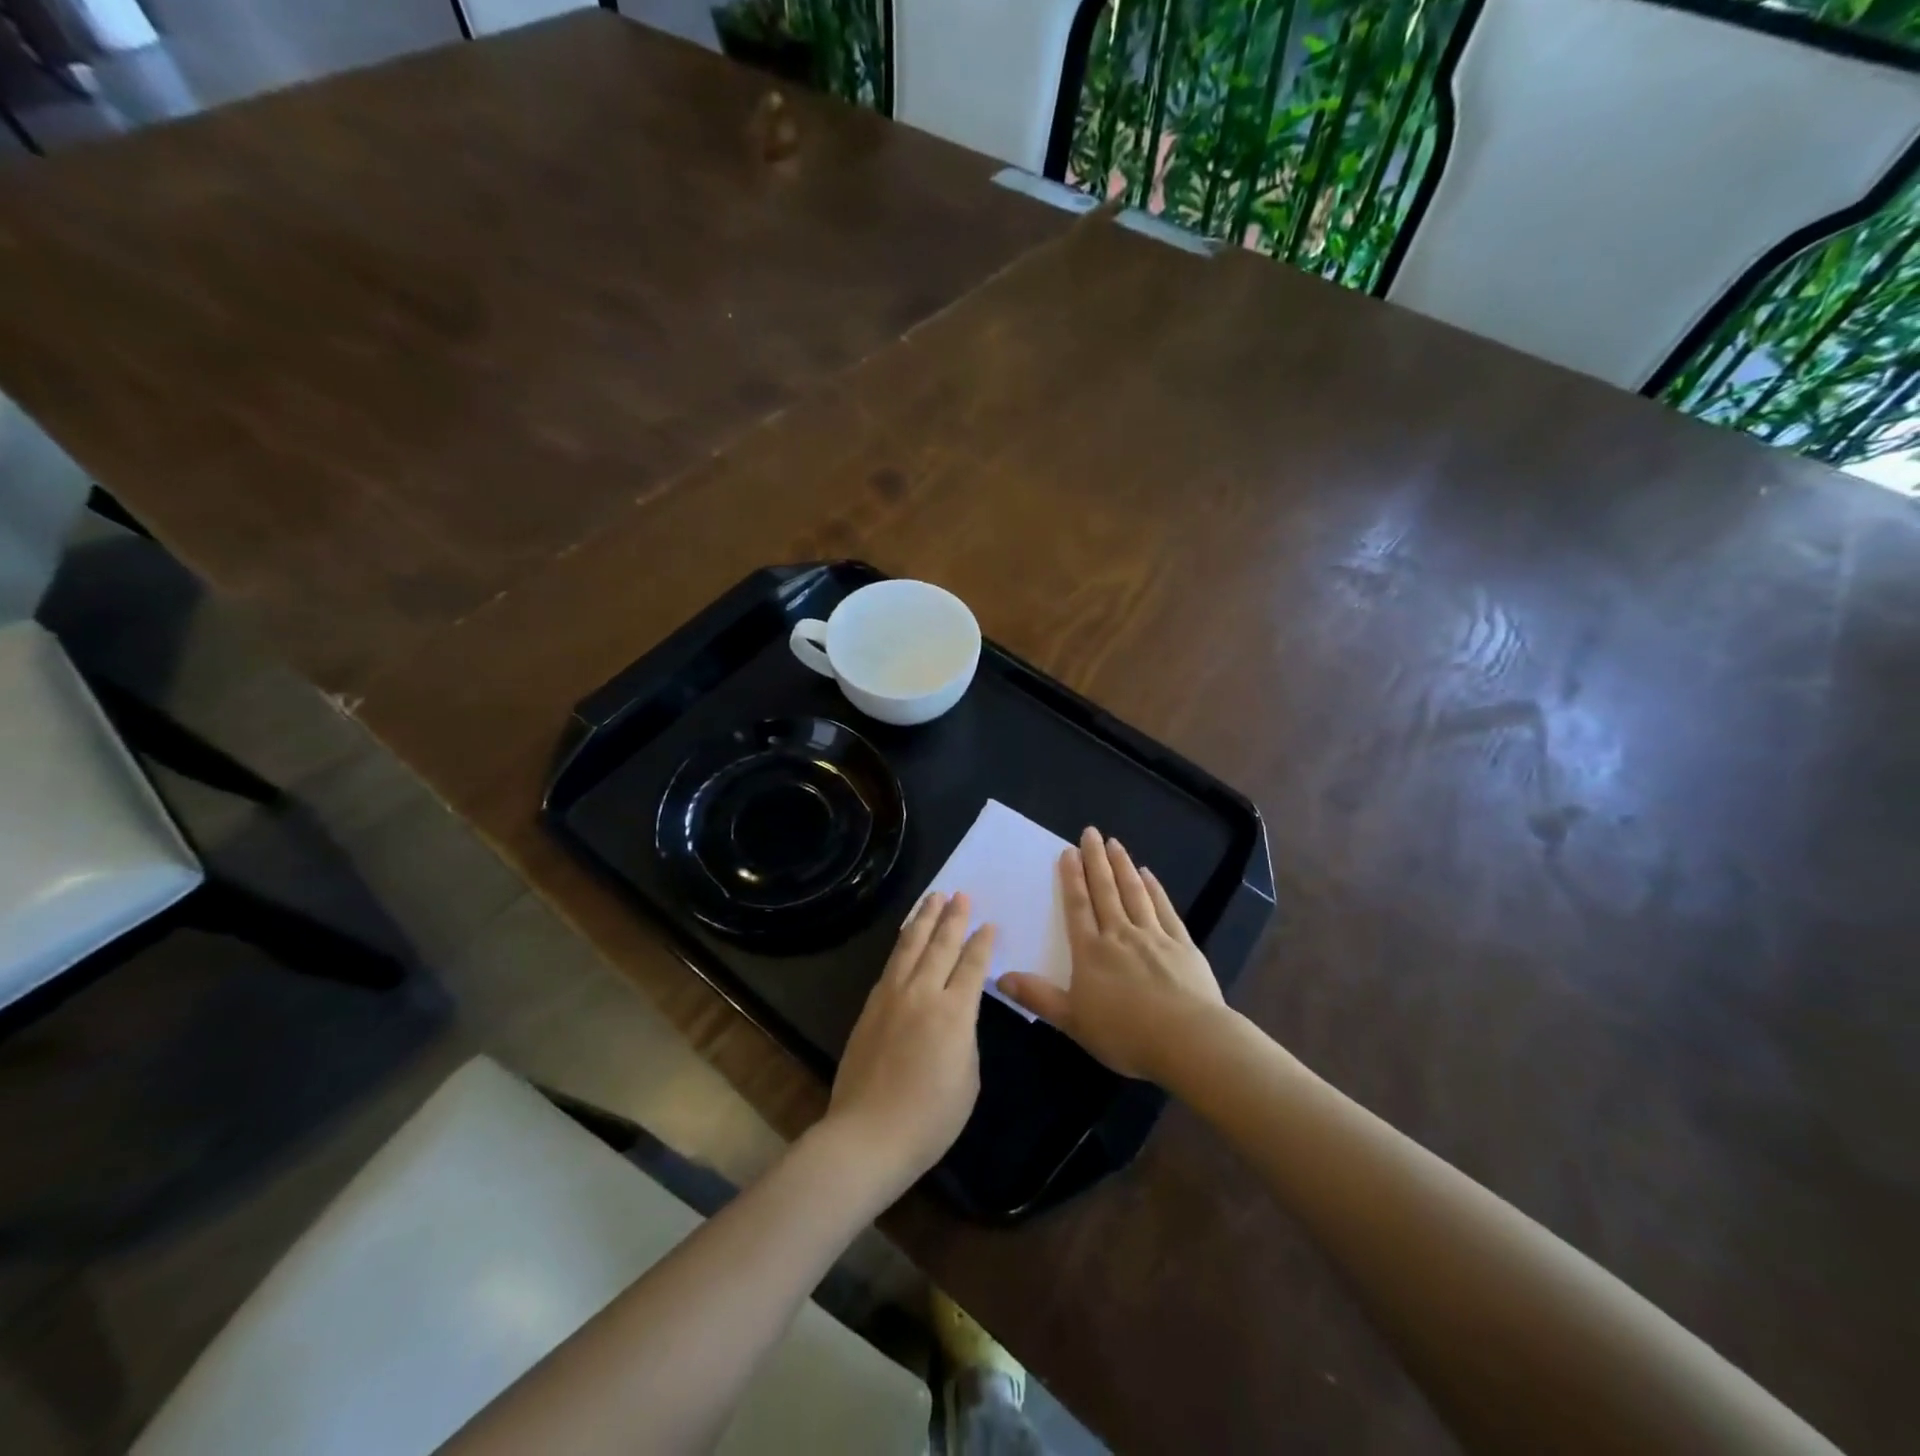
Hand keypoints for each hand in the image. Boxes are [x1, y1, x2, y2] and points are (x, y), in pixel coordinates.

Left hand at [823, 892, 992, 1195]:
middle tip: (961, 894)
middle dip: (953, 917)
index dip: (982, 943)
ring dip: (924, 919)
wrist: (868, 1134)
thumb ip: (965, 1037)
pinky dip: (902, 942)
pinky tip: (906, 935)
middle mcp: (923, 994)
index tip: (989, 924)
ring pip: (910, 946)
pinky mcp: (871, 1005)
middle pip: (940, 945)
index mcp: (954, 1013)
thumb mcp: (968, 1079)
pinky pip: (891, 963)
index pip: (972, 966)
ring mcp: (892, 996)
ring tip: (933, 897)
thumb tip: (955, 1015)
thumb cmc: (930, 1118)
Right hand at [1000, 828, 1223, 1080]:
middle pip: (1106, 891)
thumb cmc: (1126, 1034)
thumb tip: (1000, 977)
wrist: (1188, 1041)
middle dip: (1096, 860)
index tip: (1068, 852)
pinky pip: (1164, 909)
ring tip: (1116, 844)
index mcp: (1092, 952)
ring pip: (1135, 893)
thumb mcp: (1073, 1021)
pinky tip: (1149, 875)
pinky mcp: (1183, 945)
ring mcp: (1154, 937)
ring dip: (1123, 866)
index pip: (1078, 907)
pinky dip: (1155, 889)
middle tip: (1091, 832)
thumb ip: (1038, 998)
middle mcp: (1121, 935)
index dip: (1071, 879)